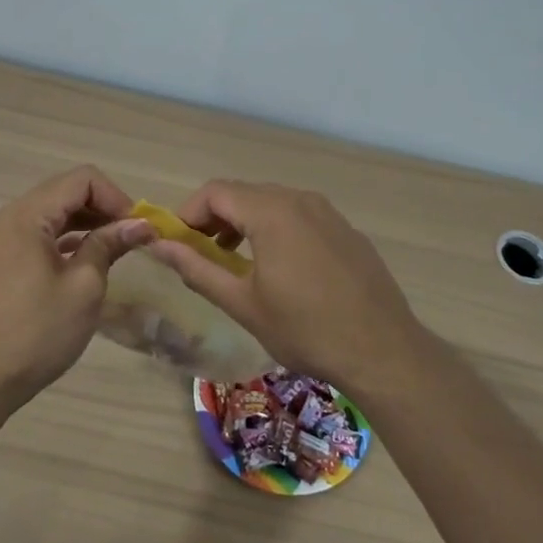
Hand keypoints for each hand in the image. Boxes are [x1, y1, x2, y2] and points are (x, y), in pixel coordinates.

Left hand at [0, 166, 154, 409]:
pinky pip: (40, 233)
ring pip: (53, 212)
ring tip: (117, 248)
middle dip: (103, 208)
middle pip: (65, 191)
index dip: (115, 197)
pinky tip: (88, 259)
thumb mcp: (84, 287)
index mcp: (27, 215)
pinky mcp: (0, 258)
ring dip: (87, 223)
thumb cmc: (37, 332)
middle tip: (133, 238)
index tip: (137, 228)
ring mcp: (1, 237)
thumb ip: (109, 245)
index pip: (81, 180)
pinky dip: (67, 238)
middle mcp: (9, 216)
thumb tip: (139, 224)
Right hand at [142, 180, 428, 393]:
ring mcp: (328, 212)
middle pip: (243, 193)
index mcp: (271, 212)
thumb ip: (196, 269)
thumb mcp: (242, 303)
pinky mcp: (346, 230)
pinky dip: (276, 229)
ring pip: (272, 203)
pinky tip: (281, 269)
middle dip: (215, 218)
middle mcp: (300, 199)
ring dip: (245, 223)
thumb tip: (158, 246)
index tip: (179, 245)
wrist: (383, 351)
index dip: (189, 213)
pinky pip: (300, 216)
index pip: (215, 191)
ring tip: (236, 262)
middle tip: (203, 255)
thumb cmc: (305, 329)